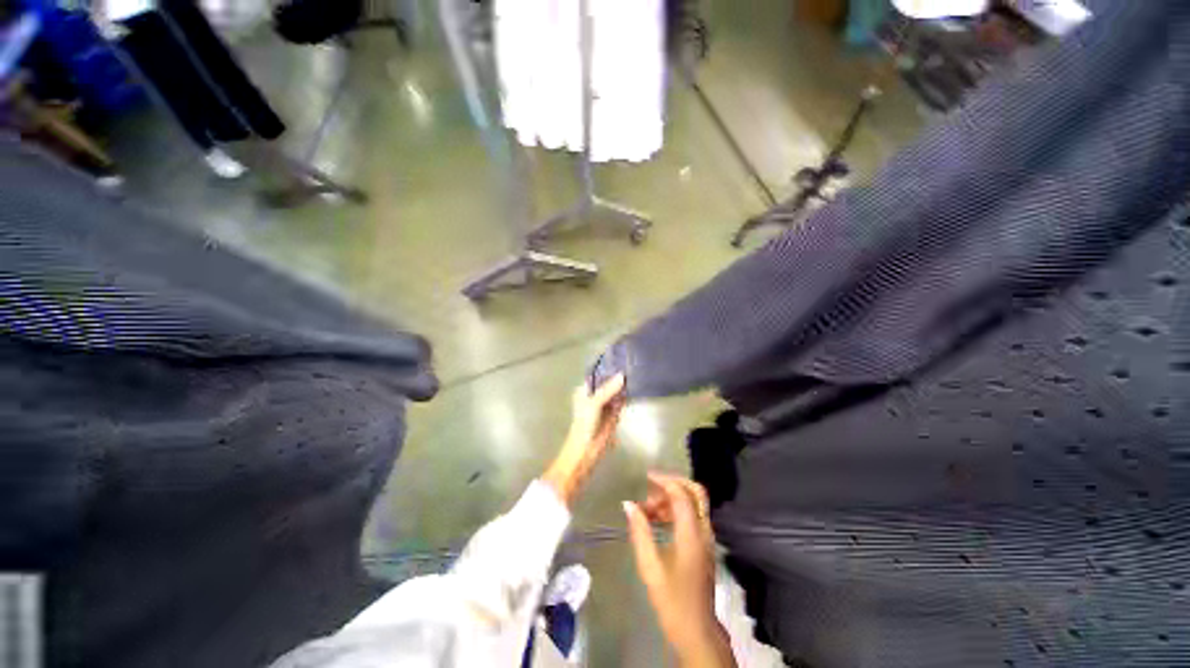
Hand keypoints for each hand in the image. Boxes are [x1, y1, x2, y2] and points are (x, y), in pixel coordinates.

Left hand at [542, 374, 625, 505]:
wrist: (586, 451)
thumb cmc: (584, 424)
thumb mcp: (594, 403)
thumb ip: (608, 389)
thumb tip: (623, 376)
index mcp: (585, 390)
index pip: (598, 374)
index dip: (608, 367)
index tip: (621, 358)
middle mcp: (595, 395)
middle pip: (608, 382)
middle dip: (617, 376)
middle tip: (632, 364)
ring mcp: (604, 405)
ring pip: (615, 392)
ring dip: (623, 386)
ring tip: (636, 372)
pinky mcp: (613, 415)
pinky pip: (621, 403)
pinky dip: (627, 397)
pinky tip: (636, 388)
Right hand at [625, 473, 735, 667]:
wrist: (696, 630)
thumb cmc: (671, 599)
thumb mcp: (650, 566)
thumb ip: (640, 531)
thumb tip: (629, 504)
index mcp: (692, 533)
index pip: (681, 494)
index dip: (664, 480)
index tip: (645, 477)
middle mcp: (704, 530)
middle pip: (695, 492)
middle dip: (673, 483)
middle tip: (651, 486)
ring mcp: (707, 538)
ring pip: (694, 503)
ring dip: (672, 498)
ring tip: (647, 508)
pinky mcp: (704, 545)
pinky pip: (692, 516)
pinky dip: (676, 510)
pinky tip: (657, 520)